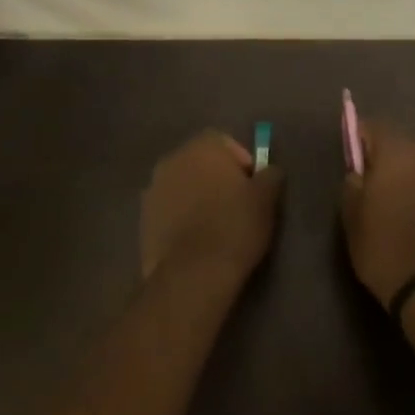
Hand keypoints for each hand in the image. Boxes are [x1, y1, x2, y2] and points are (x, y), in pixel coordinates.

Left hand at [141, 130, 284, 282]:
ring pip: (182, 185)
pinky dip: (180, 216)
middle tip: (235, 204)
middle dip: (216, 177)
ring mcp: (153, 188)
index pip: (224, 142)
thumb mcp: (266, 199)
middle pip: (199, 161)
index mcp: (202, 147)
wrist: (193, 273)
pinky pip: (168, 209)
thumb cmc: (234, 226)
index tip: (252, 186)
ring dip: (196, 196)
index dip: (241, 161)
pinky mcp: (143, 217)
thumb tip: (268, 171)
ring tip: (214, 224)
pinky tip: (195, 239)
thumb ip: (270, 175)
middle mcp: (172, 159)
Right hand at [340, 120, 414, 305]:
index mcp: (398, 152)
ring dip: (411, 176)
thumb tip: (359, 171)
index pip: (374, 127)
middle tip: (373, 185)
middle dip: (387, 159)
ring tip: (398, 204)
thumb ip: (352, 184)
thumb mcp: (352, 218)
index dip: (360, 139)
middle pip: (403, 145)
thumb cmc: (385, 249)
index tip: (352, 158)